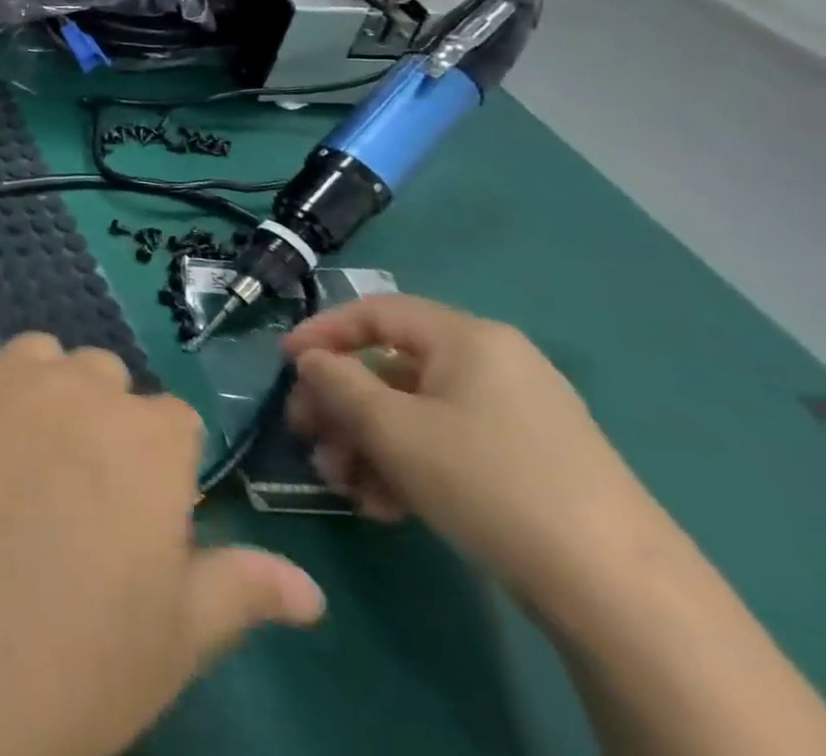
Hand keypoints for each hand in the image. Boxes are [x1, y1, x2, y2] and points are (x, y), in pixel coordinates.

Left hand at [0, 334, 325, 755]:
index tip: (144, 510)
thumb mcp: (177, 638)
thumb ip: (241, 590)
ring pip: (44, 358)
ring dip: (48, 390)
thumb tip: (309, 589)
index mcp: (151, 441)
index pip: (175, 420)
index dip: (163, 463)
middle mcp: (83, 389)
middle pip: (106, 377)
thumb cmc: (77, 658)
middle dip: (105, 418)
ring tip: (27, 459)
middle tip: (80, 489)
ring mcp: (11, 378)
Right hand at [282, 295, 658, 603]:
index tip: (285, 364)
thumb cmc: (488, 481)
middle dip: (341, 406)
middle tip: (308, 439)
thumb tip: (310, 360)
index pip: (375, 312)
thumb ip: (336, 383)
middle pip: (390, 369)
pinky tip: (386, 508)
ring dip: (368, 444)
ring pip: (414, 413)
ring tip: (344, 486)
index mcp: (466, 338)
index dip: (321, 332)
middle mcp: (494, 365)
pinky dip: (408, 467)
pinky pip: (448, 446)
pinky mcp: (531, 466)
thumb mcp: (391, 427)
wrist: (623, 597)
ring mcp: (517, 418)